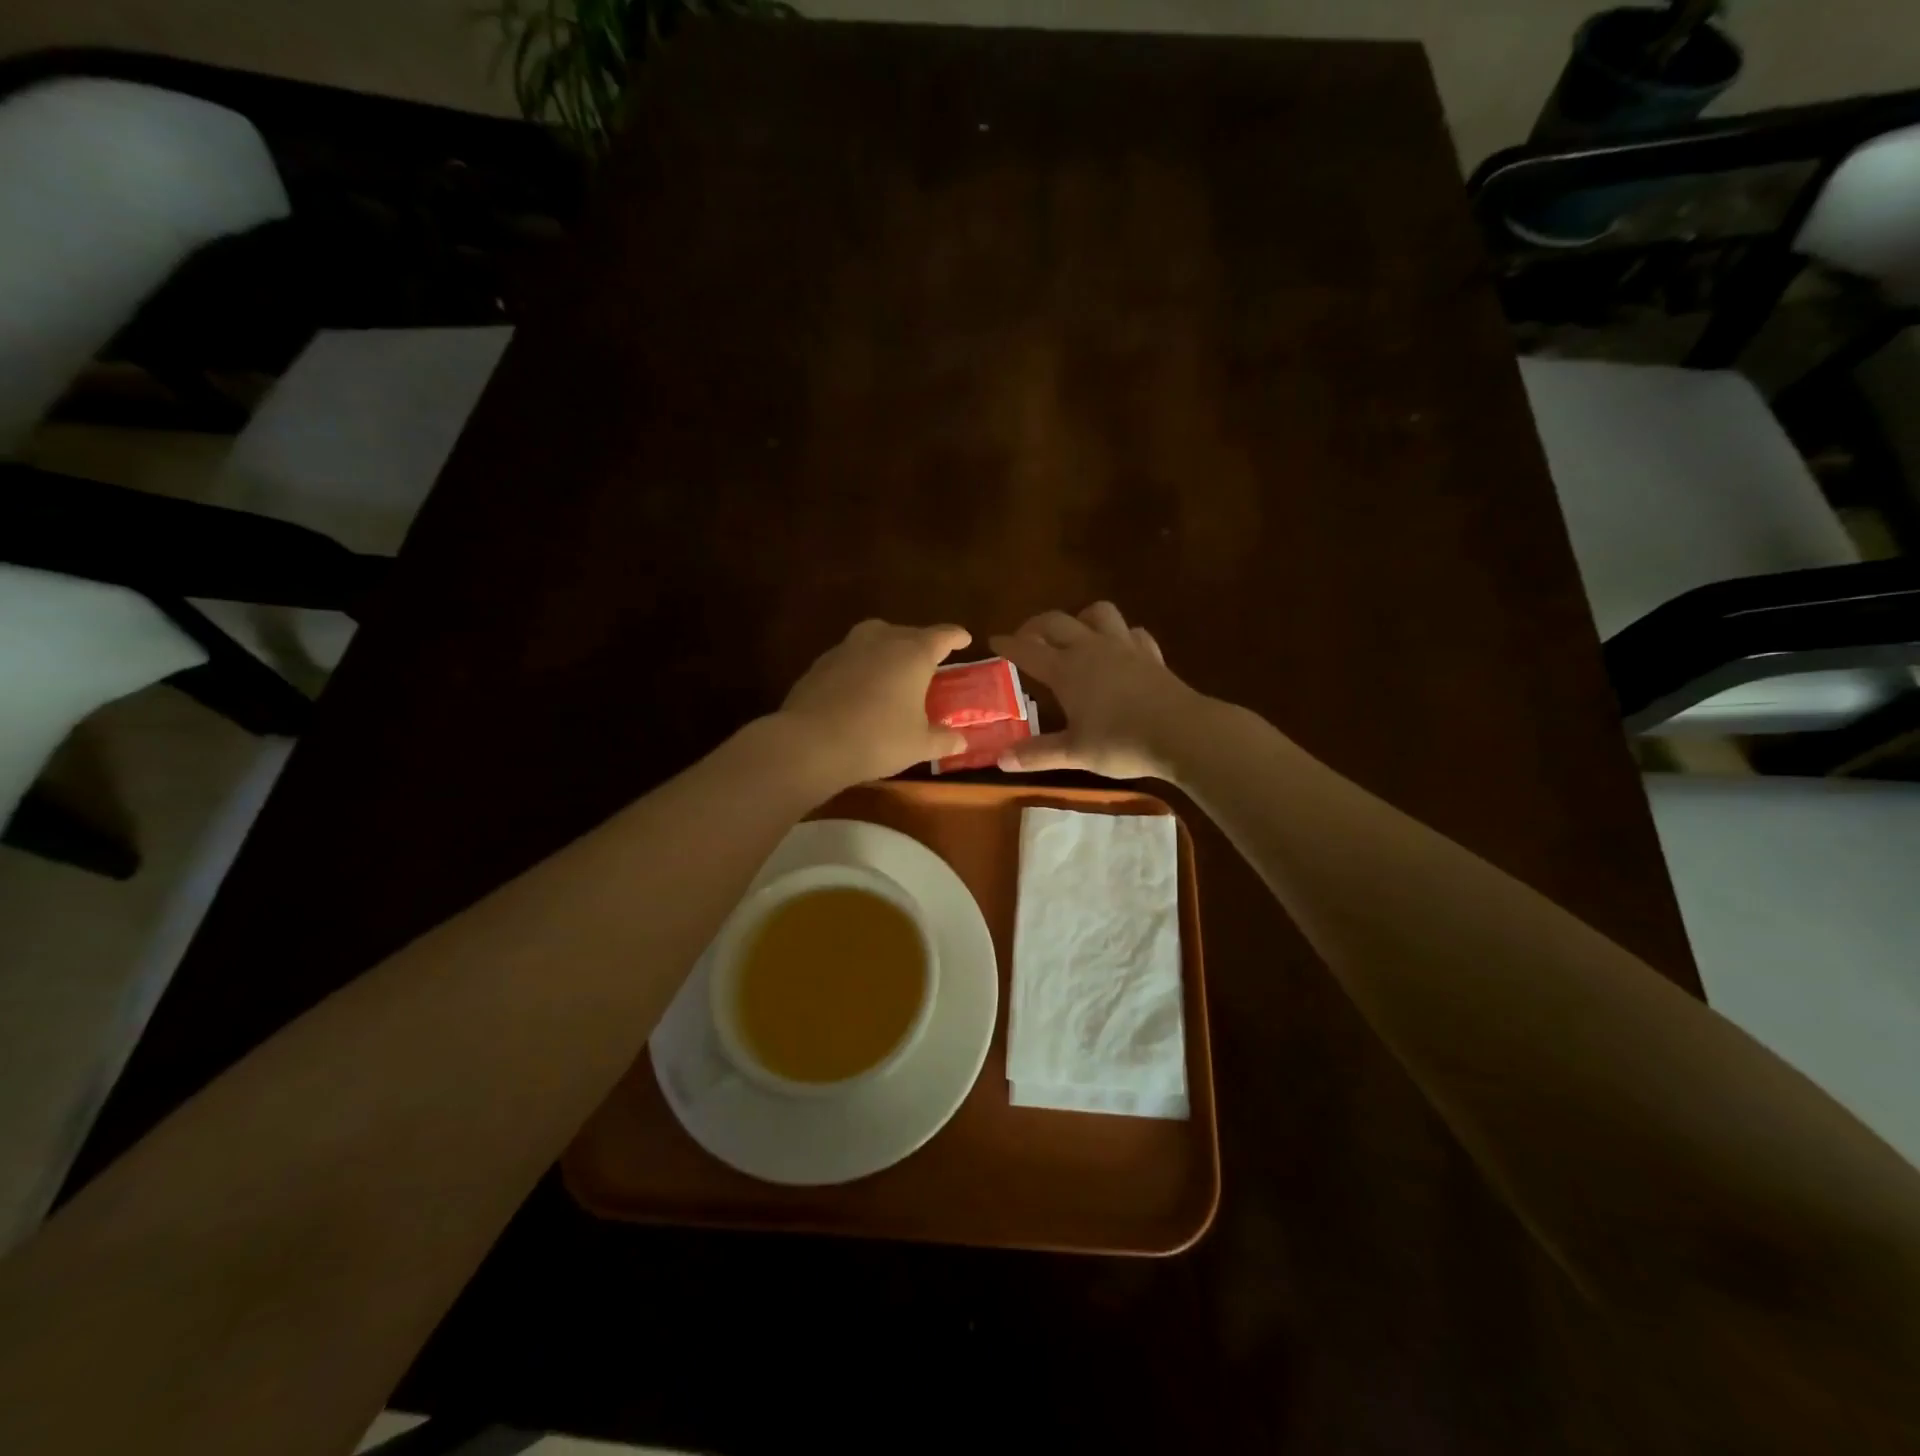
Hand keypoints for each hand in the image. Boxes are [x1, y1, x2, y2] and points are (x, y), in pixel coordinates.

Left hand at [775, 618, 972, 787]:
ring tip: (893, 670)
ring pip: (875, 639)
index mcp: (913, 653)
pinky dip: (861, 666)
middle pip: (907, 633)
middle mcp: (881, 640)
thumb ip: (943, 740)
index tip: (964, 638)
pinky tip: (860, 688)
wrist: (811, 743)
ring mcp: (847, 648)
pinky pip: (850, 657)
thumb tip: (961, 740)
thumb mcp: (918, 745)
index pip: (942, 635)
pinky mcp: (820, 663)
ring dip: (887, 650)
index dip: (956, 636)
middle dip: (920, 644)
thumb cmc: (877, 739)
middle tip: (928, 662)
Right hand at [989, 602, 1202, 778]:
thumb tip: (1000, 760)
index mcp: (1066, 669)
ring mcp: (1124, 647)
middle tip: (1025, 638)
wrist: (1182, 733)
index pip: (1028, 650)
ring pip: (1098, 613)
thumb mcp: (1074, 753)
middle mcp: (1091, 648)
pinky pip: (1131, 632)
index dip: (1008, 645)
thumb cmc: (1121, 742)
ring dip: (1080, 618)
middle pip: (1057, 621)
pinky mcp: (1150, 654)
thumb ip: (1037, 754)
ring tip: (1074, 635)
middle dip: (1036, 625)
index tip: (994, 641)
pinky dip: (1119, 635)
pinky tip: (1119, 649)